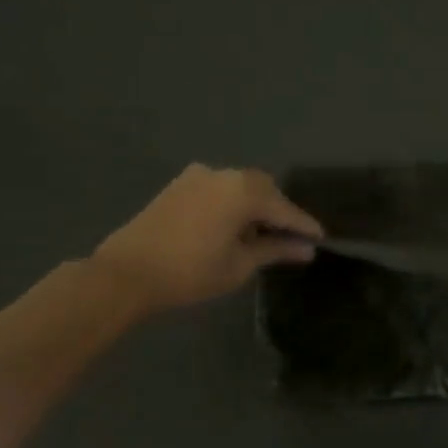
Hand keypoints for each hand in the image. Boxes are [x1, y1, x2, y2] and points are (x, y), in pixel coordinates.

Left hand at [93, 164, 323, 311]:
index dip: (304, 226)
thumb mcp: (240, 265)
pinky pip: (219, 188)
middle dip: (279, 212)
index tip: (322, 238)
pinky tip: (231, 225)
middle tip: (291, 238)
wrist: (125, 274)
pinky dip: (232, 202)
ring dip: (255, 206)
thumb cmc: (190, 272)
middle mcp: (225, 174)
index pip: (285, 209)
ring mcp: (199, 176)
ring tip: (261, 234)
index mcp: (244, 191)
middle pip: (265, 190)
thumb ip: (276, 250)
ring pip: (241, 186)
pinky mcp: (179, 185)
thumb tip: (307, 249)